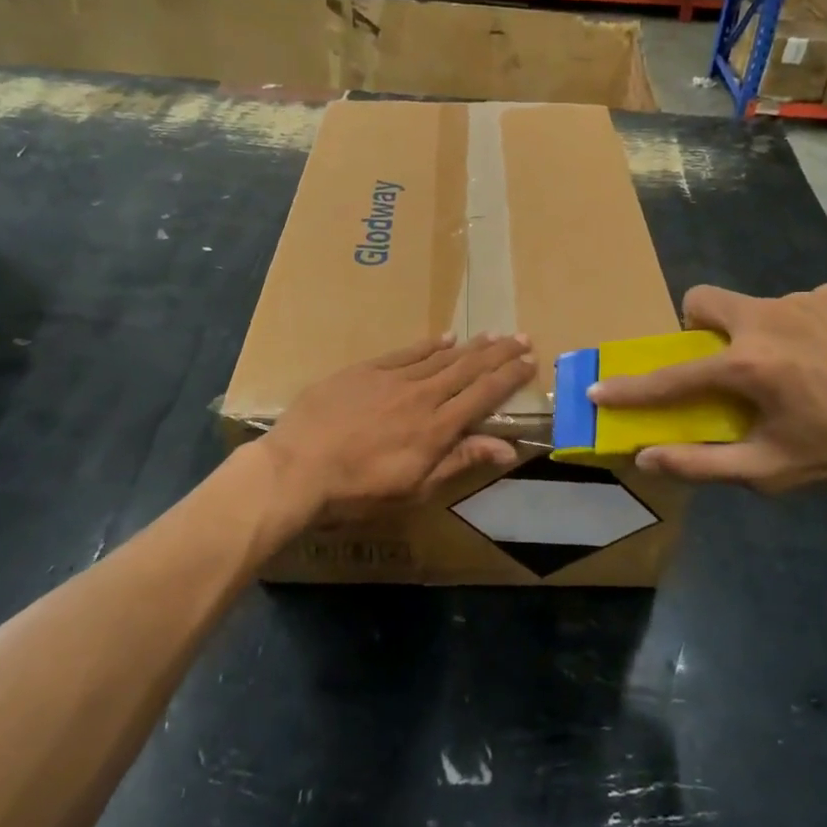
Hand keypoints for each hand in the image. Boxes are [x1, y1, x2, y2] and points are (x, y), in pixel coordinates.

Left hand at [257, 333, 536, 527]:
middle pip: (468, 369)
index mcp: (437, 427)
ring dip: (469, 346)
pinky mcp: (364, 371)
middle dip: (498, 353)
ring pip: (440, 357)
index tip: (529, 362)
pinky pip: (405, 352)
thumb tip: (507, 448)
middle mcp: (421, 395)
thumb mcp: (414, 489)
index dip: (509, 377)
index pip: (483, 395)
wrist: (296, 468)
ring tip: (492, 335)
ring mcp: (392, 379)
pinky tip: (444, 338)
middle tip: (521, 337)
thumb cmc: (357, 491)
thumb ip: (459, 461)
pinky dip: (428, 345)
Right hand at [589, 283, 826, 491]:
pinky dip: (795, 330)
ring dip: (752, 334)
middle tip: (721, 364)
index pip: (671, 376)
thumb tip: (647, 456)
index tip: (598, 387)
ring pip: (752, 307)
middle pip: (702, 300)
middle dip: (697, 328)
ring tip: (792, 372)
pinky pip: (795, 307)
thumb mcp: (772, 470)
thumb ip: (702, 464)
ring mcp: (804, 300)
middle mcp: (766, 319)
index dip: (631, 387)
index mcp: (748, 365)